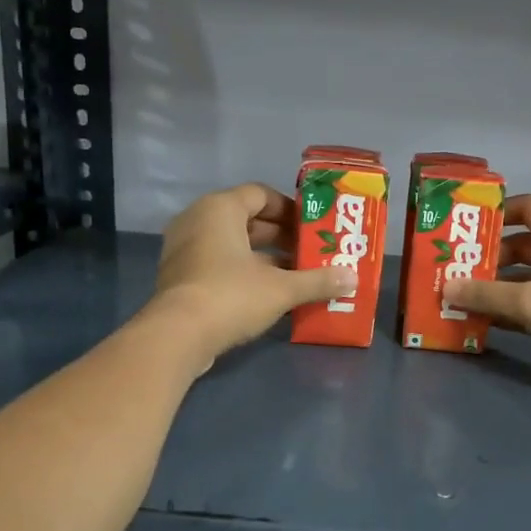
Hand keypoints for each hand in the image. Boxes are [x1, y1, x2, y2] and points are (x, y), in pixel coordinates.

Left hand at [147, 183, 353, 368]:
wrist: (177, 336)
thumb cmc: (231, 296)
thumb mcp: (282, 288)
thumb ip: (318, 280)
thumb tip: (353, 278)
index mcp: (220, 208)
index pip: (260, 194)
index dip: (289, 209)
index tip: (312, 228)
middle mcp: (198, 220)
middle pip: (246, 219)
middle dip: (280, 236)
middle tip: (309, 252)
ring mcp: (184, 249)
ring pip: (232, 245)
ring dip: (263, 258)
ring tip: (296, 275)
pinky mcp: (180, 277)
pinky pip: (217, 264)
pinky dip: (242, 273)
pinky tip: (268, 294)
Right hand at [443, 195, 530, 392]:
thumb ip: (487, 293)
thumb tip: (445, 287)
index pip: (529, 208)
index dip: (498, 212)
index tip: (466, 225)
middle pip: (521, 245)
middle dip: (488, 256)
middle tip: (453, 267)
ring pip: (523, 278)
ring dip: (494, 286)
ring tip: (457, 295)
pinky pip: (529, 305)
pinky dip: (507, 310)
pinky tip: (478, 320)